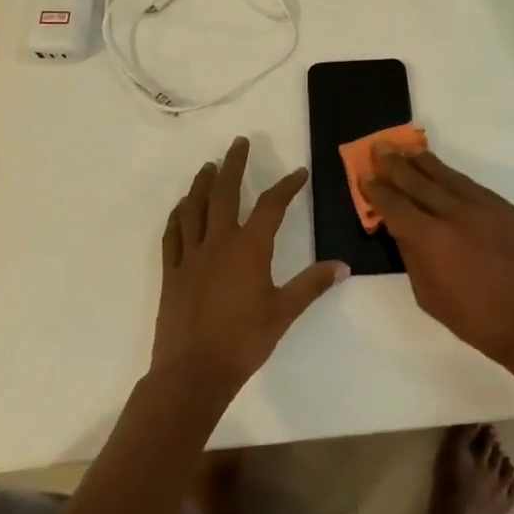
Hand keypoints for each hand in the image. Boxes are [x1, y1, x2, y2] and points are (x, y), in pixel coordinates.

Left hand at [153, 137, 348, 395]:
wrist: (193, 371)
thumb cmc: (244, 341)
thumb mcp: (284, 312)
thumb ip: (312, 285)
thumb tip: (342, 266)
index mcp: (249, 248)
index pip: (271, 205)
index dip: (286, 186)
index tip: (298, 173)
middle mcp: (218, 241)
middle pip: (225, 192)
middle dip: (233, 164)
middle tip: (239, 143)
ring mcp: (191, 254)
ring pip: (194, 207)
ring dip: (202, 183)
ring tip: (208, 167)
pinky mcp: (172, 271)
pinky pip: (173, 234)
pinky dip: (177, 215)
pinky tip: (180, 208)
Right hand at [363, 147, 513, 371]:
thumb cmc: (478, 321)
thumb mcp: (430, 296)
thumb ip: (412, 257)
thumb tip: (402, 229)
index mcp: (431, 239)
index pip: (395, 205)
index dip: (377, 190)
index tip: (365, 176)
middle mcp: (456, 214)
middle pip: (419, 182)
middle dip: (396, 165)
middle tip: (380, 148)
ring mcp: (486, 208)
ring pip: (449, 177)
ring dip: (425, 163)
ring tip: (408, 151)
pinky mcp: (509, 210)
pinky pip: (474, 187)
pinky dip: (454, 178)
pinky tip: (445, 175)